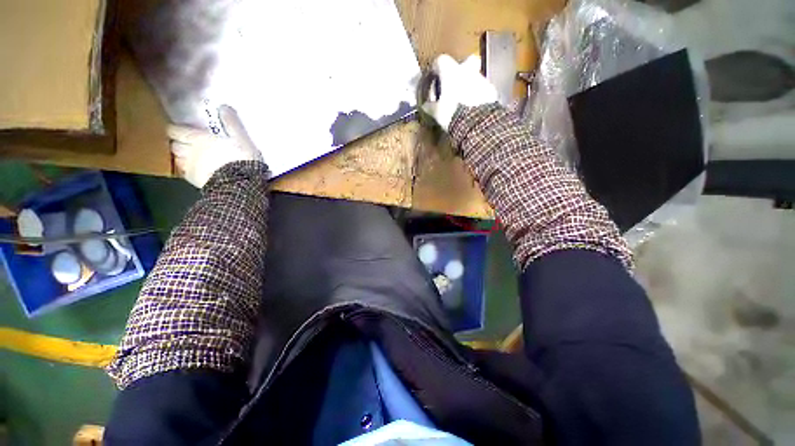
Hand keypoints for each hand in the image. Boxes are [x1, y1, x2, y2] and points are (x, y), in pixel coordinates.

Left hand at [169, 105, 262, 187]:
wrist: (240, 185)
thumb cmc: (241, 159)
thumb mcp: (241, 139)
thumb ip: (232, 124)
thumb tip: (223, 107)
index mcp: (198, 139)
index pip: (177, 131)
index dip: (175, 129)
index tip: (178, 129)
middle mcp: (189, 152)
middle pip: (175, 145)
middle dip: (177, 143)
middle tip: (184, 142)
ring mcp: (190, 167)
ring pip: (177, 159)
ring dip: (181, 156)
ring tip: (188, 157)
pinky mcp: (194, 181)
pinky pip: (185, 173)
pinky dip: (187, 169)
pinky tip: (194, 170)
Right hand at [422, 54, 498, 130]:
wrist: (475, 122)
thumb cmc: (452, 113)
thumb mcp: (437, 112)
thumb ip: (430, 107)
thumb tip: (425, 106)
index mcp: (451, 72)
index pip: (441, 60)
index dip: (437, 68)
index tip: (435, 77)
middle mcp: (467, 70)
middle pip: (466, 61)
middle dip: (462, 69)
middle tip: (456, 83)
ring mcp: (481, 79)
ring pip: (475, 76)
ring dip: (470, 85)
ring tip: (464, 101)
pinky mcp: (491, 91)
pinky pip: (483, 89)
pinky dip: (479, 95)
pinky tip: (474, 107)